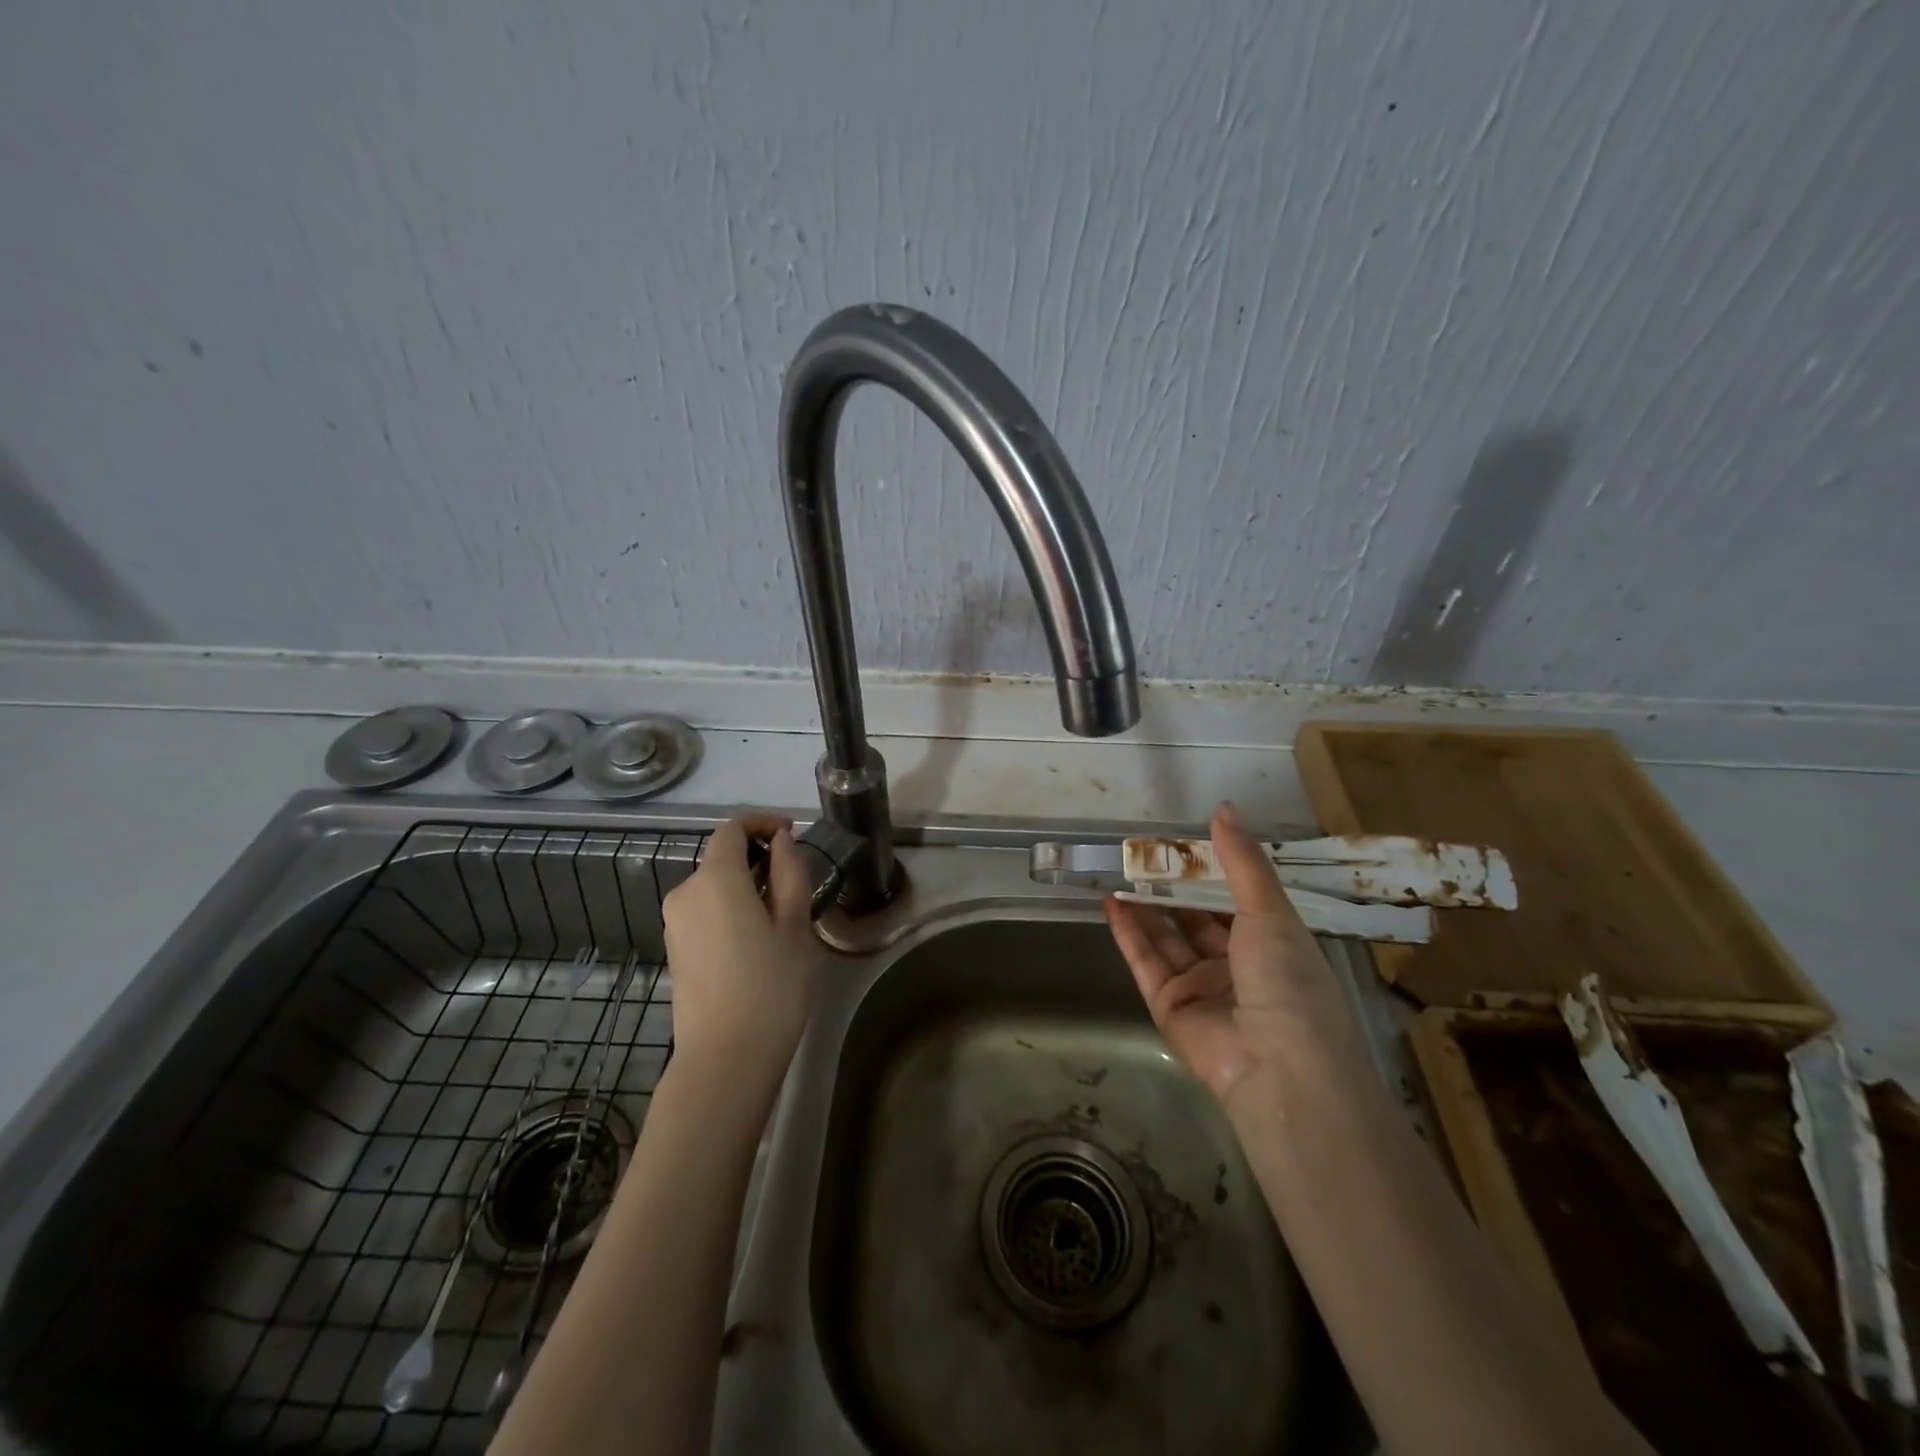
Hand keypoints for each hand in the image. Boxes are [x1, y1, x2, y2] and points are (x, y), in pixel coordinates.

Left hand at [661, 814, 820, 1081]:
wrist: (725, 1060)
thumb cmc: (771, 988)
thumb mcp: (795, 926)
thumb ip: (789, 873)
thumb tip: (780, 842)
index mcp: (716, 880)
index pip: (732, 828)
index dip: (762, 823)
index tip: (792, 834)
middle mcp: (685, 893)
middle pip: (722, 858)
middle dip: (758, 859)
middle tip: (796, 885)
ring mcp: (674, 924)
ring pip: (714, 886)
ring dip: (745, 886)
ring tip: (781, 918)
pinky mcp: (675, 949)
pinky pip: (704, 911)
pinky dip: (730, 909)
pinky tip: (755, 942)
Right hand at [1104, 803, 1368, 1105]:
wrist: (1279, 1068)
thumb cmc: (1287, 981)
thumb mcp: (1270, 912)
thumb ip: (1242, 861)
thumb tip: (1224, 808)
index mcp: (1272, 943)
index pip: (1237, 899)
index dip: (1212, 870)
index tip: (1185, 840)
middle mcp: (1236, 965)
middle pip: (1197, 917)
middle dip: (1173, 886)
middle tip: (1144, 851)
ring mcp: (1201, 987)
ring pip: (1167, 937)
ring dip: (1145, 904)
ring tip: (1121, 868)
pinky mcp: (1168, 1006)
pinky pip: (1146, 961)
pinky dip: (1128, 932)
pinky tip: (1111, 901)